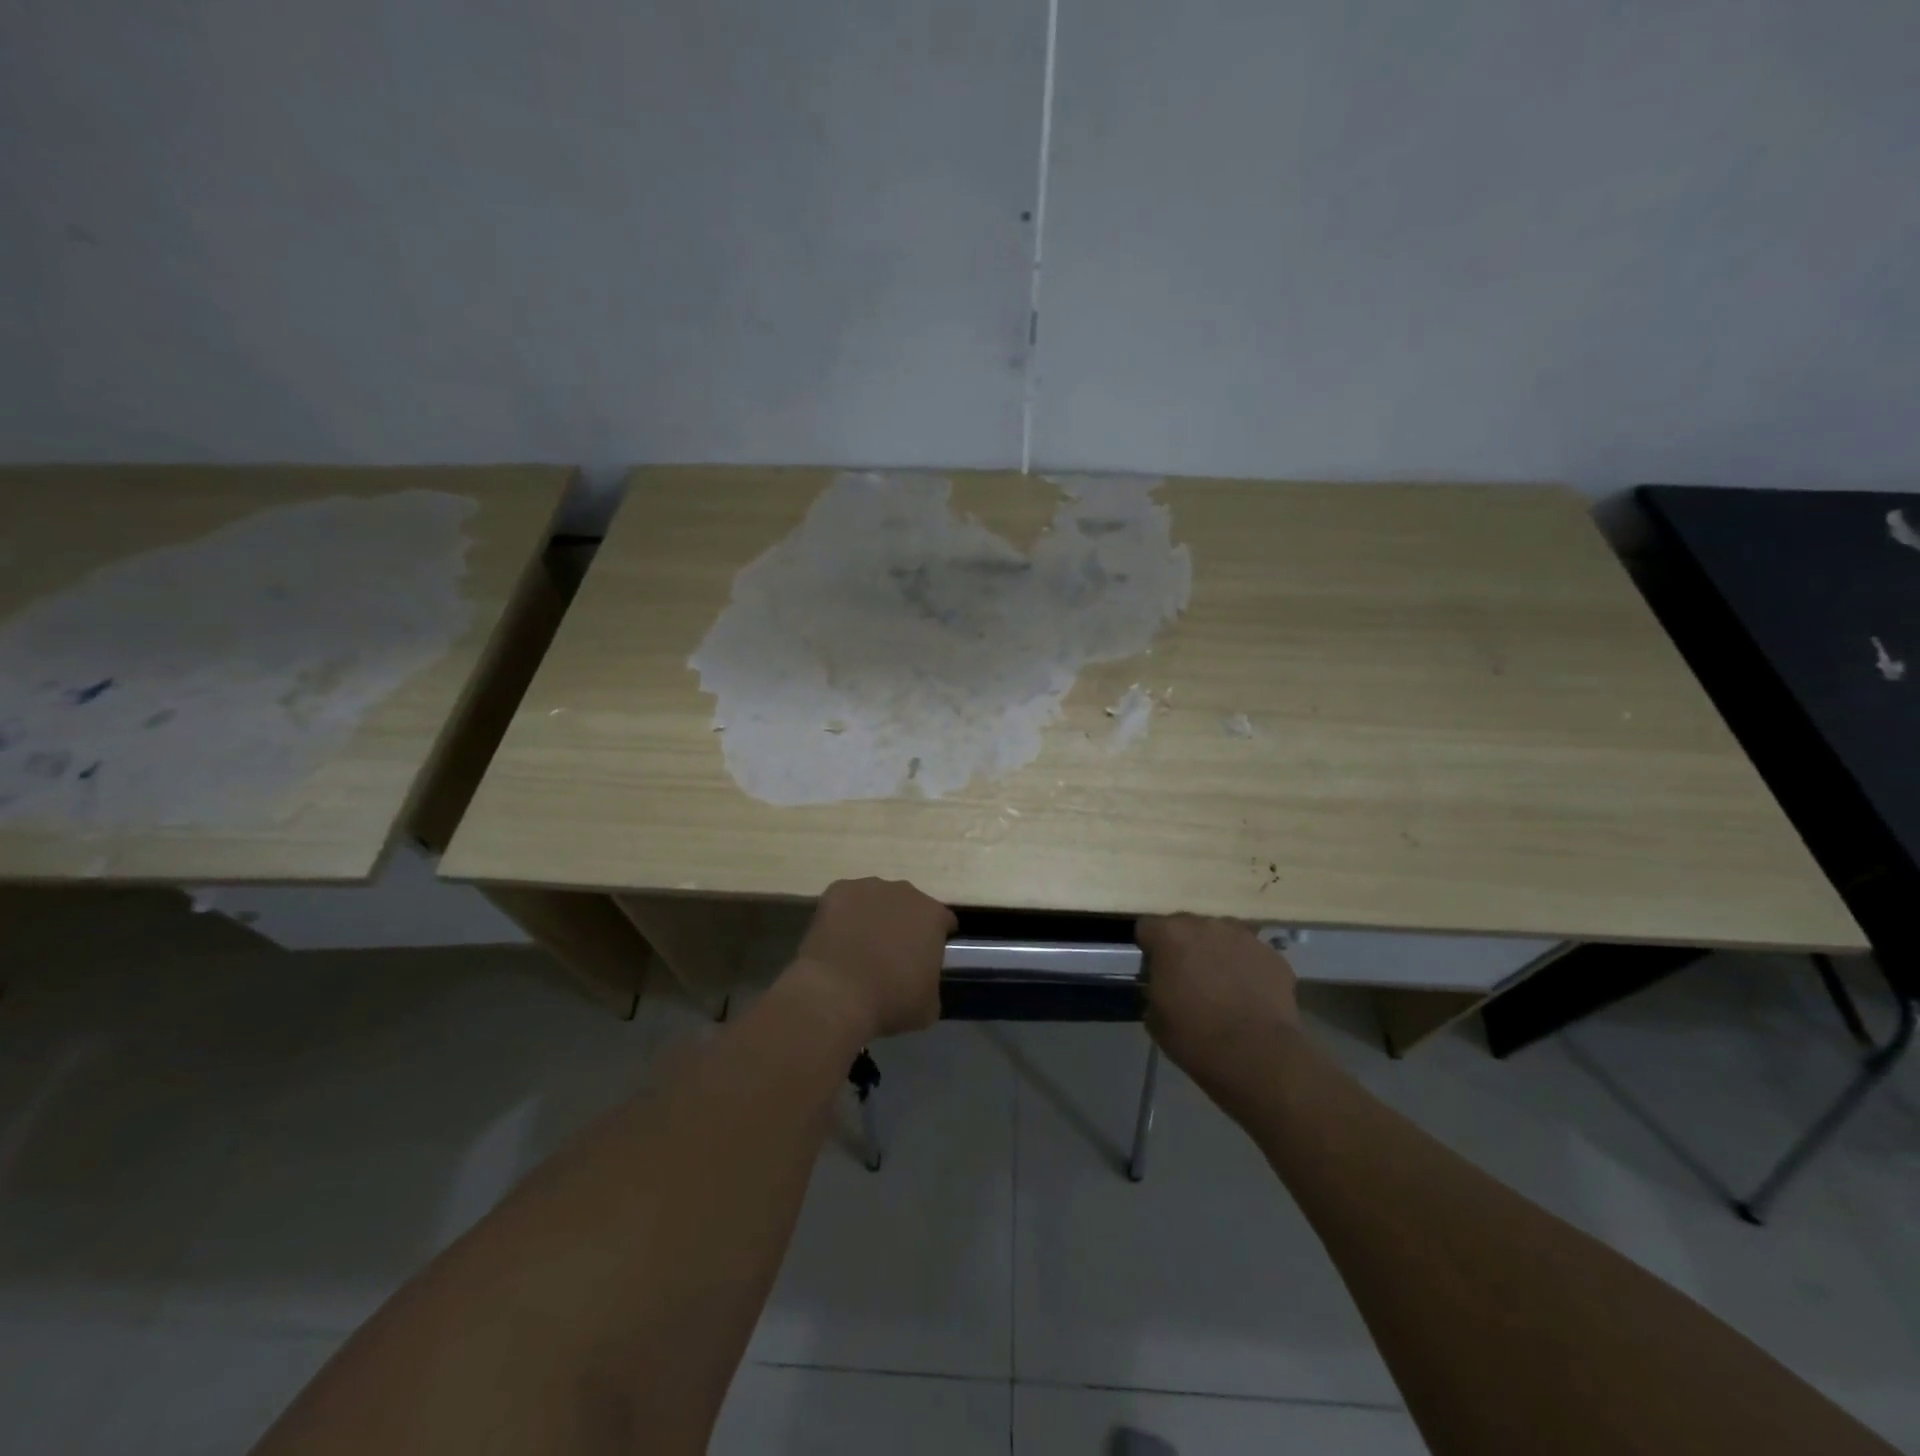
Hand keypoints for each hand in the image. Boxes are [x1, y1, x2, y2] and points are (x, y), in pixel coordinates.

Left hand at [792, 878, 955, 1041]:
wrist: (836, 995)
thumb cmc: (890, 1001)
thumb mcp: (929, 1006)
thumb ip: (931, 983)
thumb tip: (922, 981)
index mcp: (933, 916)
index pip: (943, 921)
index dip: (936, 939)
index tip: (926, 958)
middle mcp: (905, 892)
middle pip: (909, 905)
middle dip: (903, 924)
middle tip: (890, 954)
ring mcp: (869, 887)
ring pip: (876, 899)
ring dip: (873, 917)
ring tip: (859, 947)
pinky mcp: (837, 891)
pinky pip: (845, 901)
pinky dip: (843, 916)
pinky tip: (836, 940)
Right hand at [1138, 915, 1299, 1079]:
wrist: (1257, 1056)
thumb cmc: (1195, 1036)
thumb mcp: (1154, 1016)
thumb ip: (1154, 987)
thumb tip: (1163, 985)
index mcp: (1170, 935)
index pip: (1147, 927)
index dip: (1149, 948)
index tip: (1154, 969)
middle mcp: (1206, 925)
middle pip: (1187, 926)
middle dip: (1184, 946)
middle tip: (1188, 977)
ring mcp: (1243, 936)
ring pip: (1222, 935)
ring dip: (1217, 952)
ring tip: (1222, 985)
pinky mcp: (1273, 955)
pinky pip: (1251, 954)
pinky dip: (1247, 968)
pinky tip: (1249, 995)